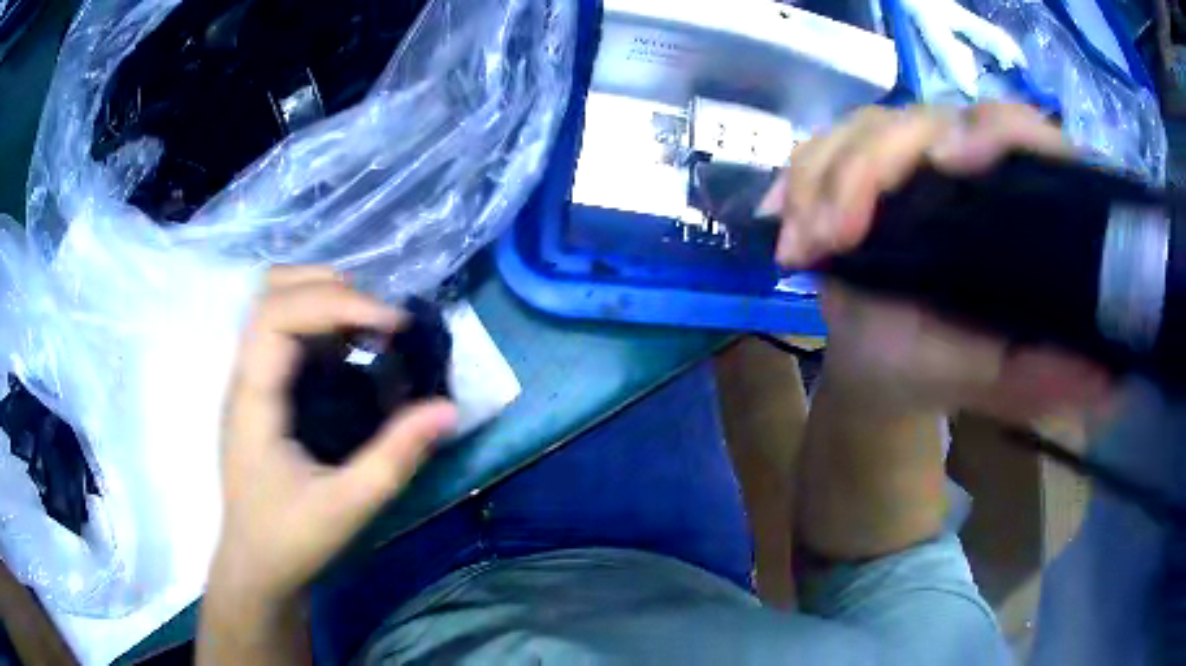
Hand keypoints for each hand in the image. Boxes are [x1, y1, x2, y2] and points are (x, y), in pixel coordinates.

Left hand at [208, 267, 456, 607]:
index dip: (336, 304)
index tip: (391, 325)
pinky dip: (321, 321)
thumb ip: (395, 457)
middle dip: (330, 289)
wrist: (255, 565)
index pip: (278, 315)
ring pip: (274, 303)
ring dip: (324, 298)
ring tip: (370, 325)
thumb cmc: (290, 538)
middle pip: (271, 292)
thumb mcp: (347, 506)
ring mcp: (250, 380)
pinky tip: (352, 348)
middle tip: (381, 319)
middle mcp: (244, 376)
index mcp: (253, 399)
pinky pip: (285, 331)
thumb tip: (447, 410)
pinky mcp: (261, 390)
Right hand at [766, 103, 1112, 420]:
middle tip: (833, 239)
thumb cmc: (941, 368)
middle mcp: (962, 162)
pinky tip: (781, 220)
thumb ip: (1045, 380)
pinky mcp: (861, 166)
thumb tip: (1110, 383)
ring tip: (801, 247)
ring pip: (864, 127)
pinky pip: (822, 148)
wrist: (880, 367)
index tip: (950, 165)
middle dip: (870, 168)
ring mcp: (907, 159)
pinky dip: (797, 180)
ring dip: (824, 179)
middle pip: (922, 119)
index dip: (991, 131)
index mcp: (1010, 199)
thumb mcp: (997, 382)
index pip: (1015, 131)